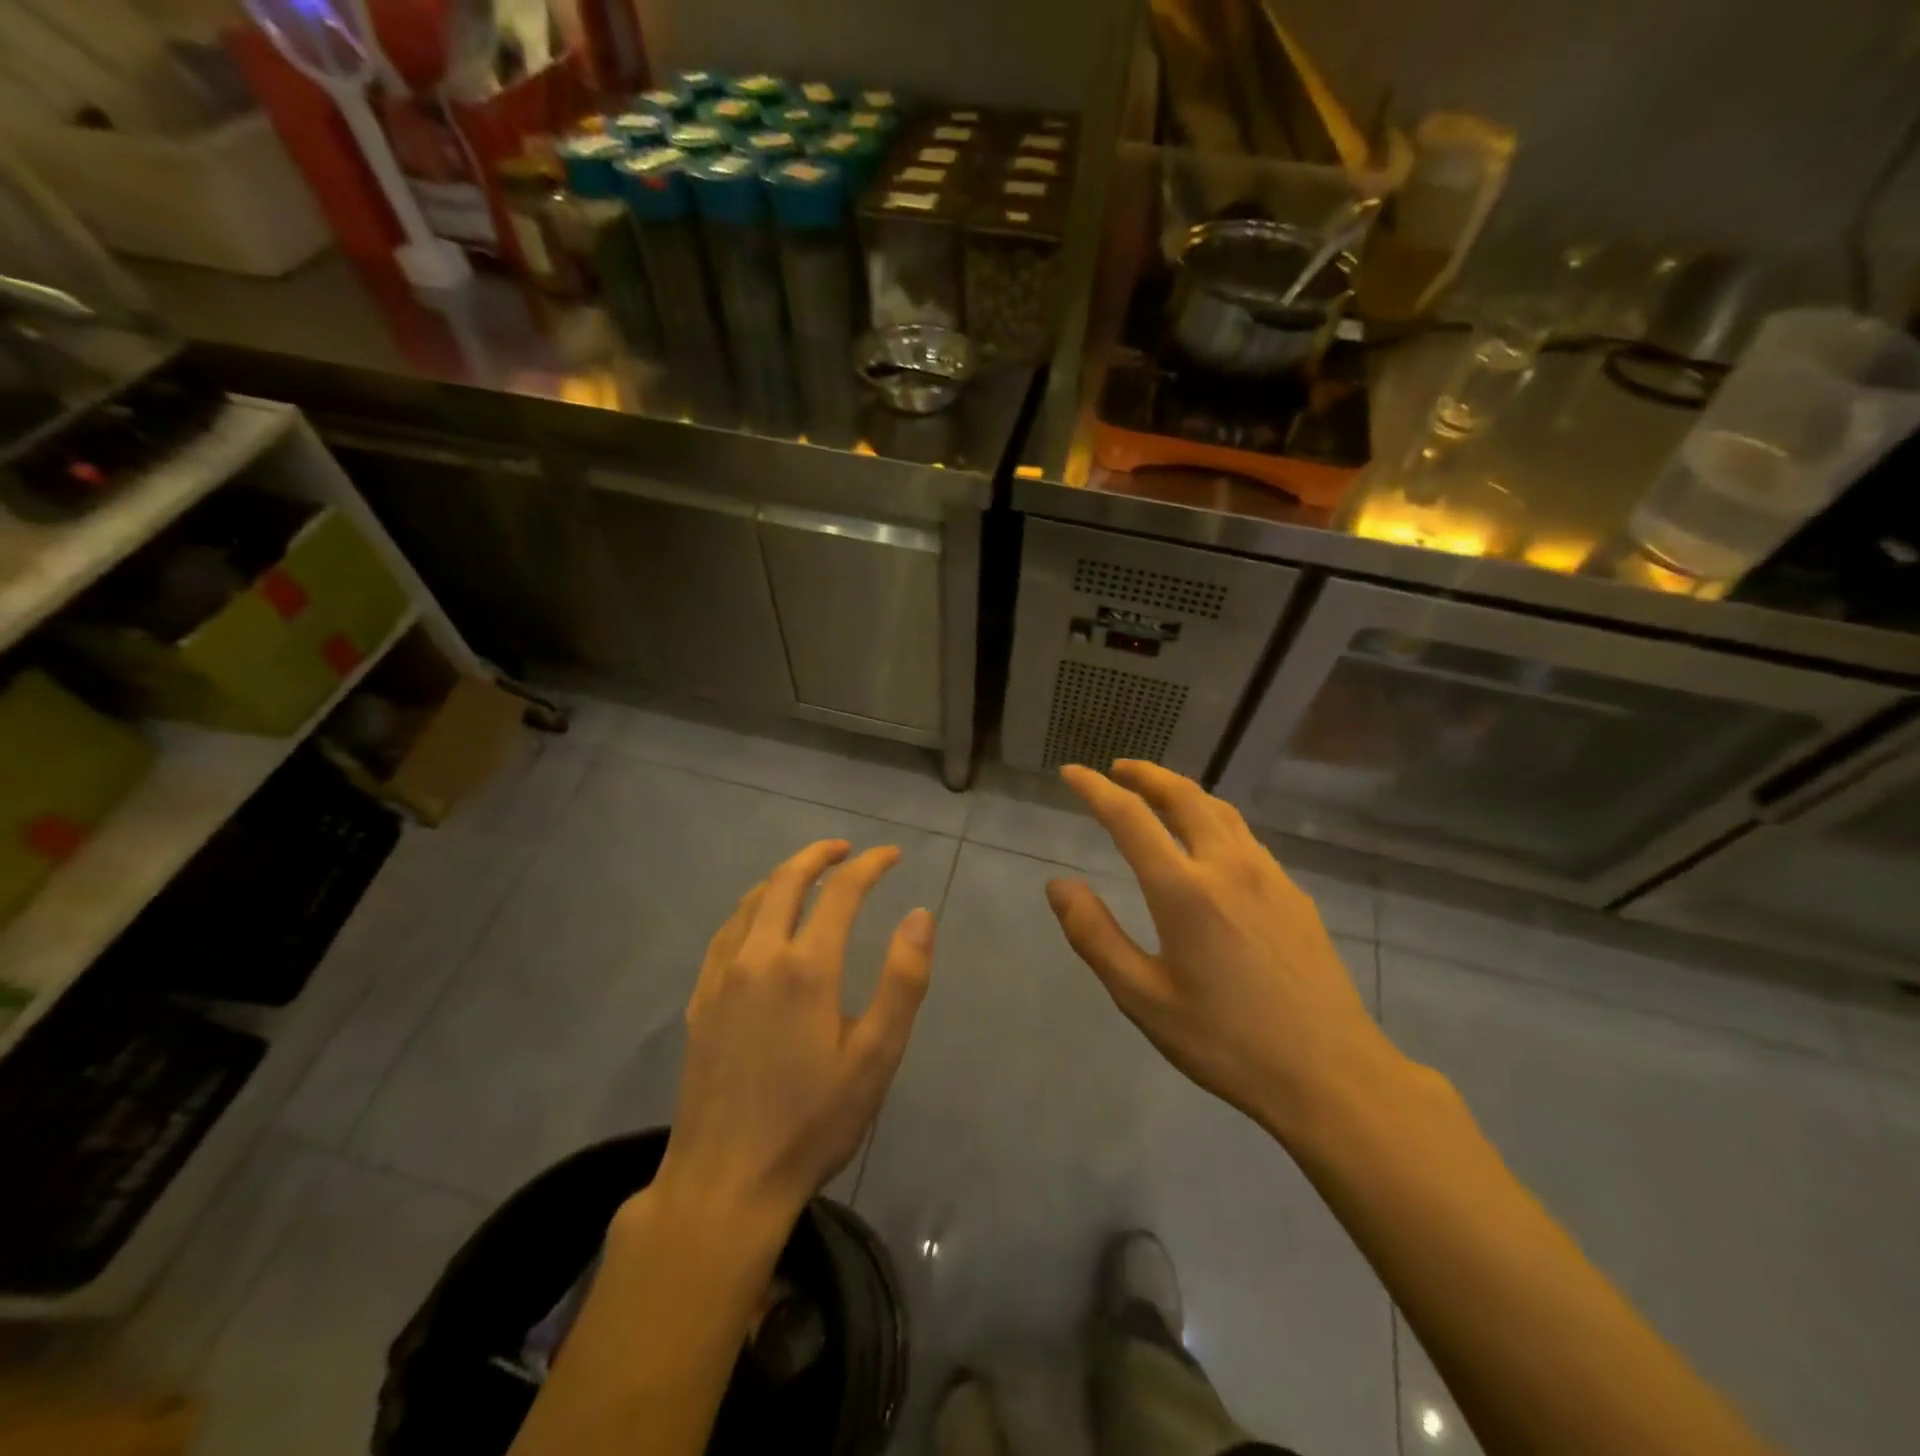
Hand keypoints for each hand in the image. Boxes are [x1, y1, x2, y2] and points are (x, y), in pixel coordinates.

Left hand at [654, 840, 934, 1227]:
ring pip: (751, 902)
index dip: (869, 865)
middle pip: (786, 881)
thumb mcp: (875, 1057)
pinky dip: (750, 908)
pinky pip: (726, 932)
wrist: (725, 1183)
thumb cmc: (811, 1122)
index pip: (841, 892)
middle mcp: (758, 957)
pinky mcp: (699, 1001)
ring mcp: (721, 977)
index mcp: (806, 968)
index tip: (891, 854)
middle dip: (818, 855)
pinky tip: (758, 920)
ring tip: (807, 874)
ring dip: (782, 877)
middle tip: (845, 849)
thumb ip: (902, 981)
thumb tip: (919, 915)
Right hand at [1045, 762, 1402, 1143]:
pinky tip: (1209, 844)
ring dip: (1181, 792)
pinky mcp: (1294, 894)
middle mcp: (1227, 866)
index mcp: (1184, 890)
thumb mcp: (1143, 998)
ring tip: (1158, 795)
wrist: (1332, 1075)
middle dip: (1145, 775)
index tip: (1071, 772)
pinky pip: (1245, 837)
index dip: (1094, 789)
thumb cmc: (1226, 1041)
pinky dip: (1213, 819)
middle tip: (1117, 769)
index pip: (1129, 817)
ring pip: (1220, 810)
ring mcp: (1268, 876)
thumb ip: (1095, 935)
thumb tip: (1058, 885)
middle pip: (1182, 796)